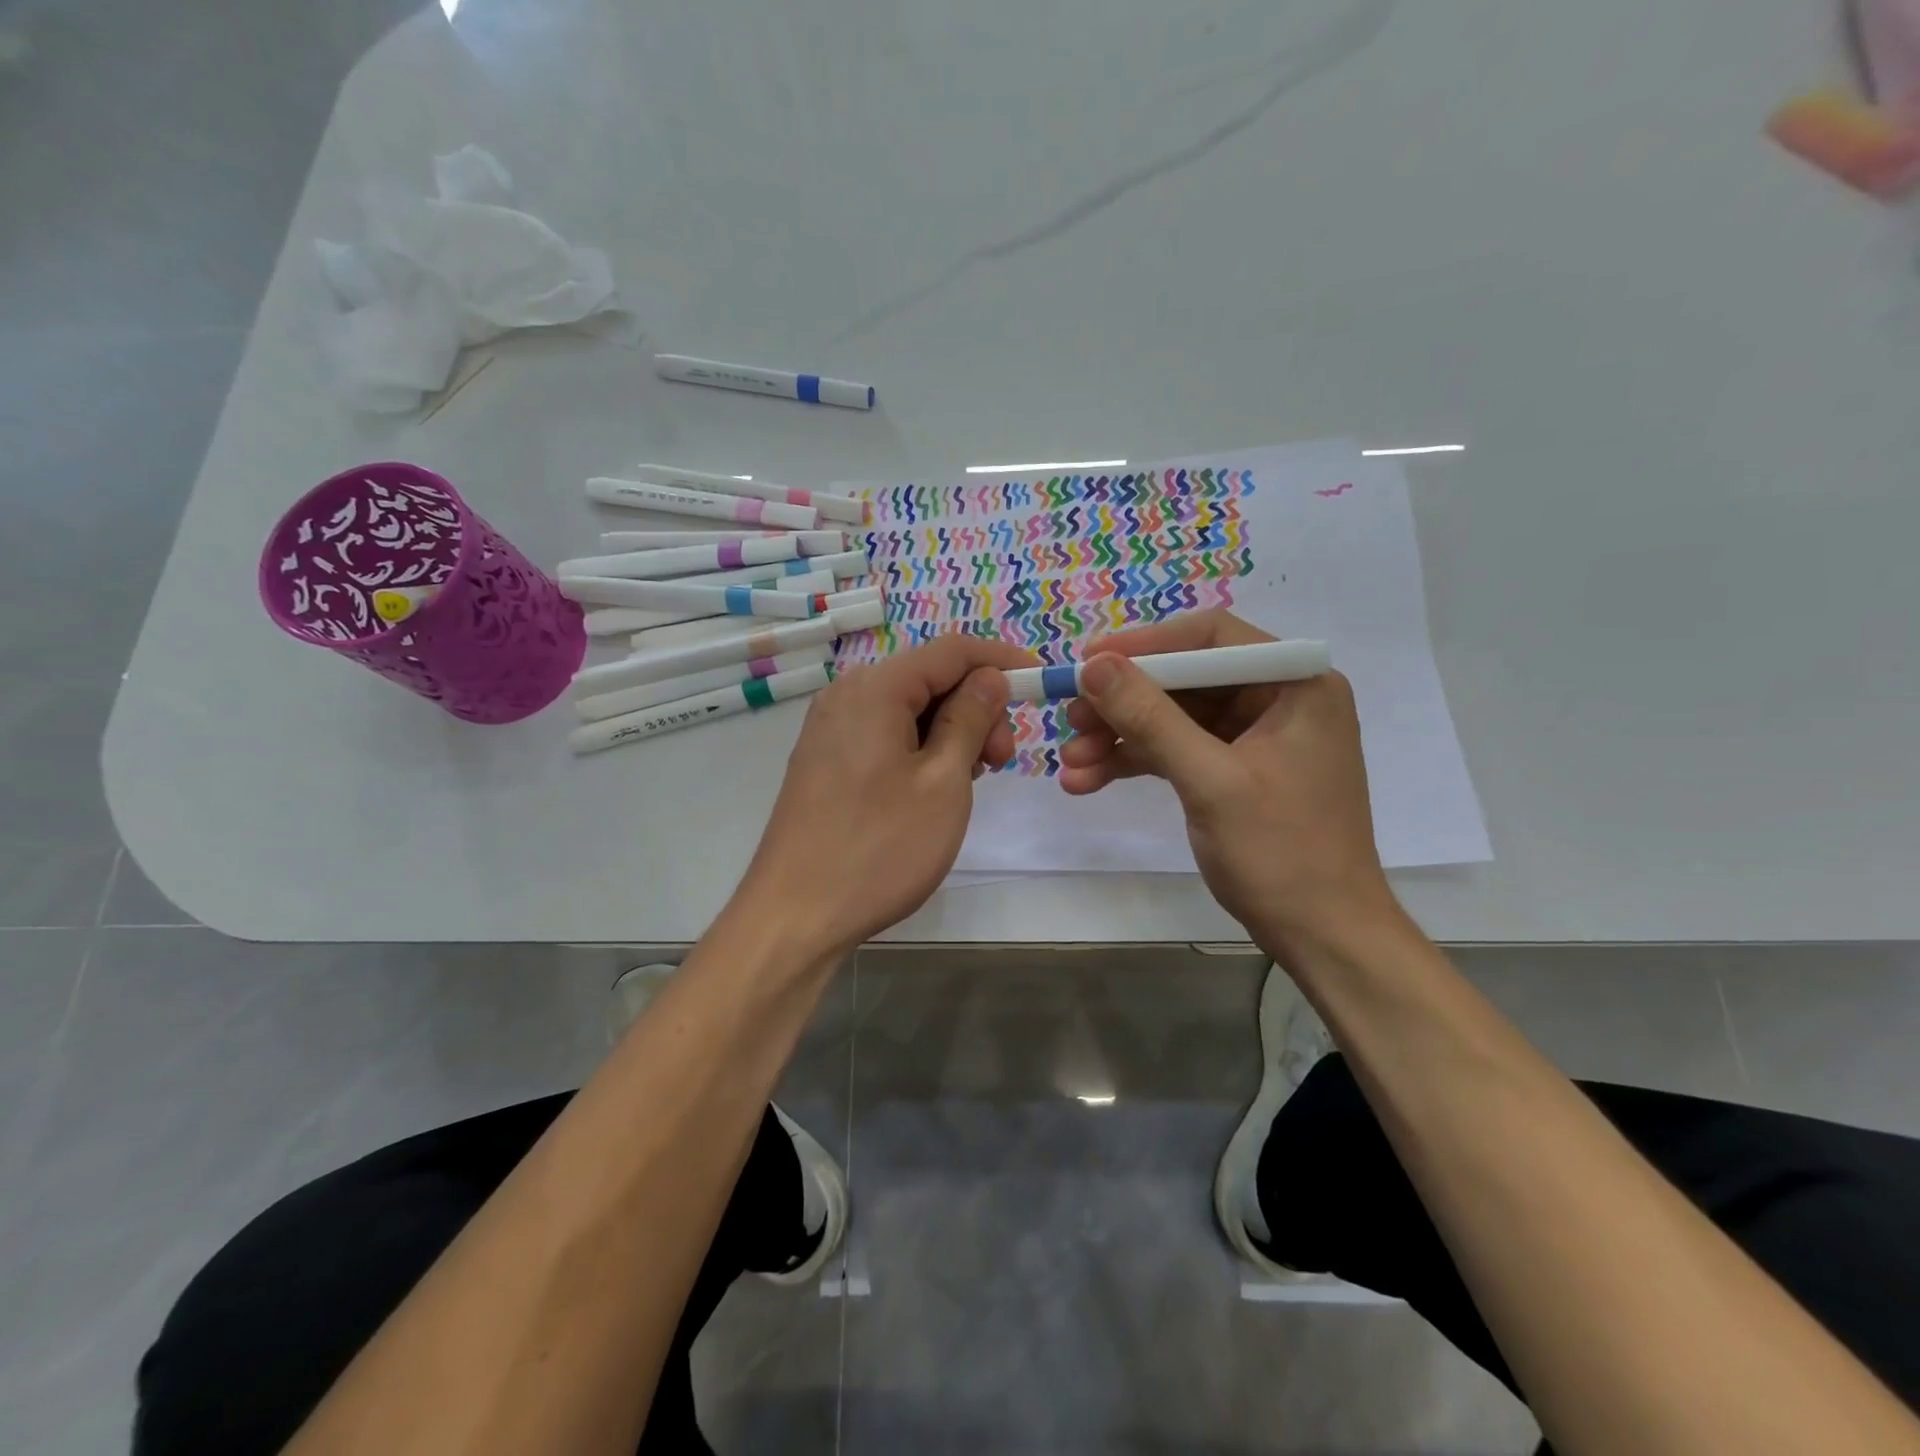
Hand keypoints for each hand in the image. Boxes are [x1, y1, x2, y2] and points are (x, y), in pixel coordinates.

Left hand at [733, 633, 1038, 958]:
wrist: (795, 915)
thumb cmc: (879, 848)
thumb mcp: (943, 782)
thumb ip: (969, 718)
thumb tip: (989, 677)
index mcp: (874, 689)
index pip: (951, 650)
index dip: (1001, 660)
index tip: (1039, 682)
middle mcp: (846, 696)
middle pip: (928, 678)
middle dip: (976, 706)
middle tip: (1002, 759)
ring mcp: (830, 729)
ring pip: (908, 709)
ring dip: (951, 731)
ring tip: (971, 780)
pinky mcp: (826, 760)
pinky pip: (885, 734)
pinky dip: (920, 748)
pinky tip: (936, 786)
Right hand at [1057, 609, 1395, 951]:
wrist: (1322, 935)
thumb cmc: (1281, 853)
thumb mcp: (1209, 781)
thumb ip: (1151, 718)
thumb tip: (1093, 665)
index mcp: (1295, 684)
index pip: (1210, 639)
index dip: (1145, 645)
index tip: (1088, 662)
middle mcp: (1277, 699)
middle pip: (1185, 679)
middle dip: (1123, 702)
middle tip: (1070, 719)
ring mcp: (1255, 736)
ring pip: (1174, 718)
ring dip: (1120, 737)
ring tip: (1070, 763)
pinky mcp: (1235, 770)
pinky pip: (1178, 750)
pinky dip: (1136, 762)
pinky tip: (1089, 781)